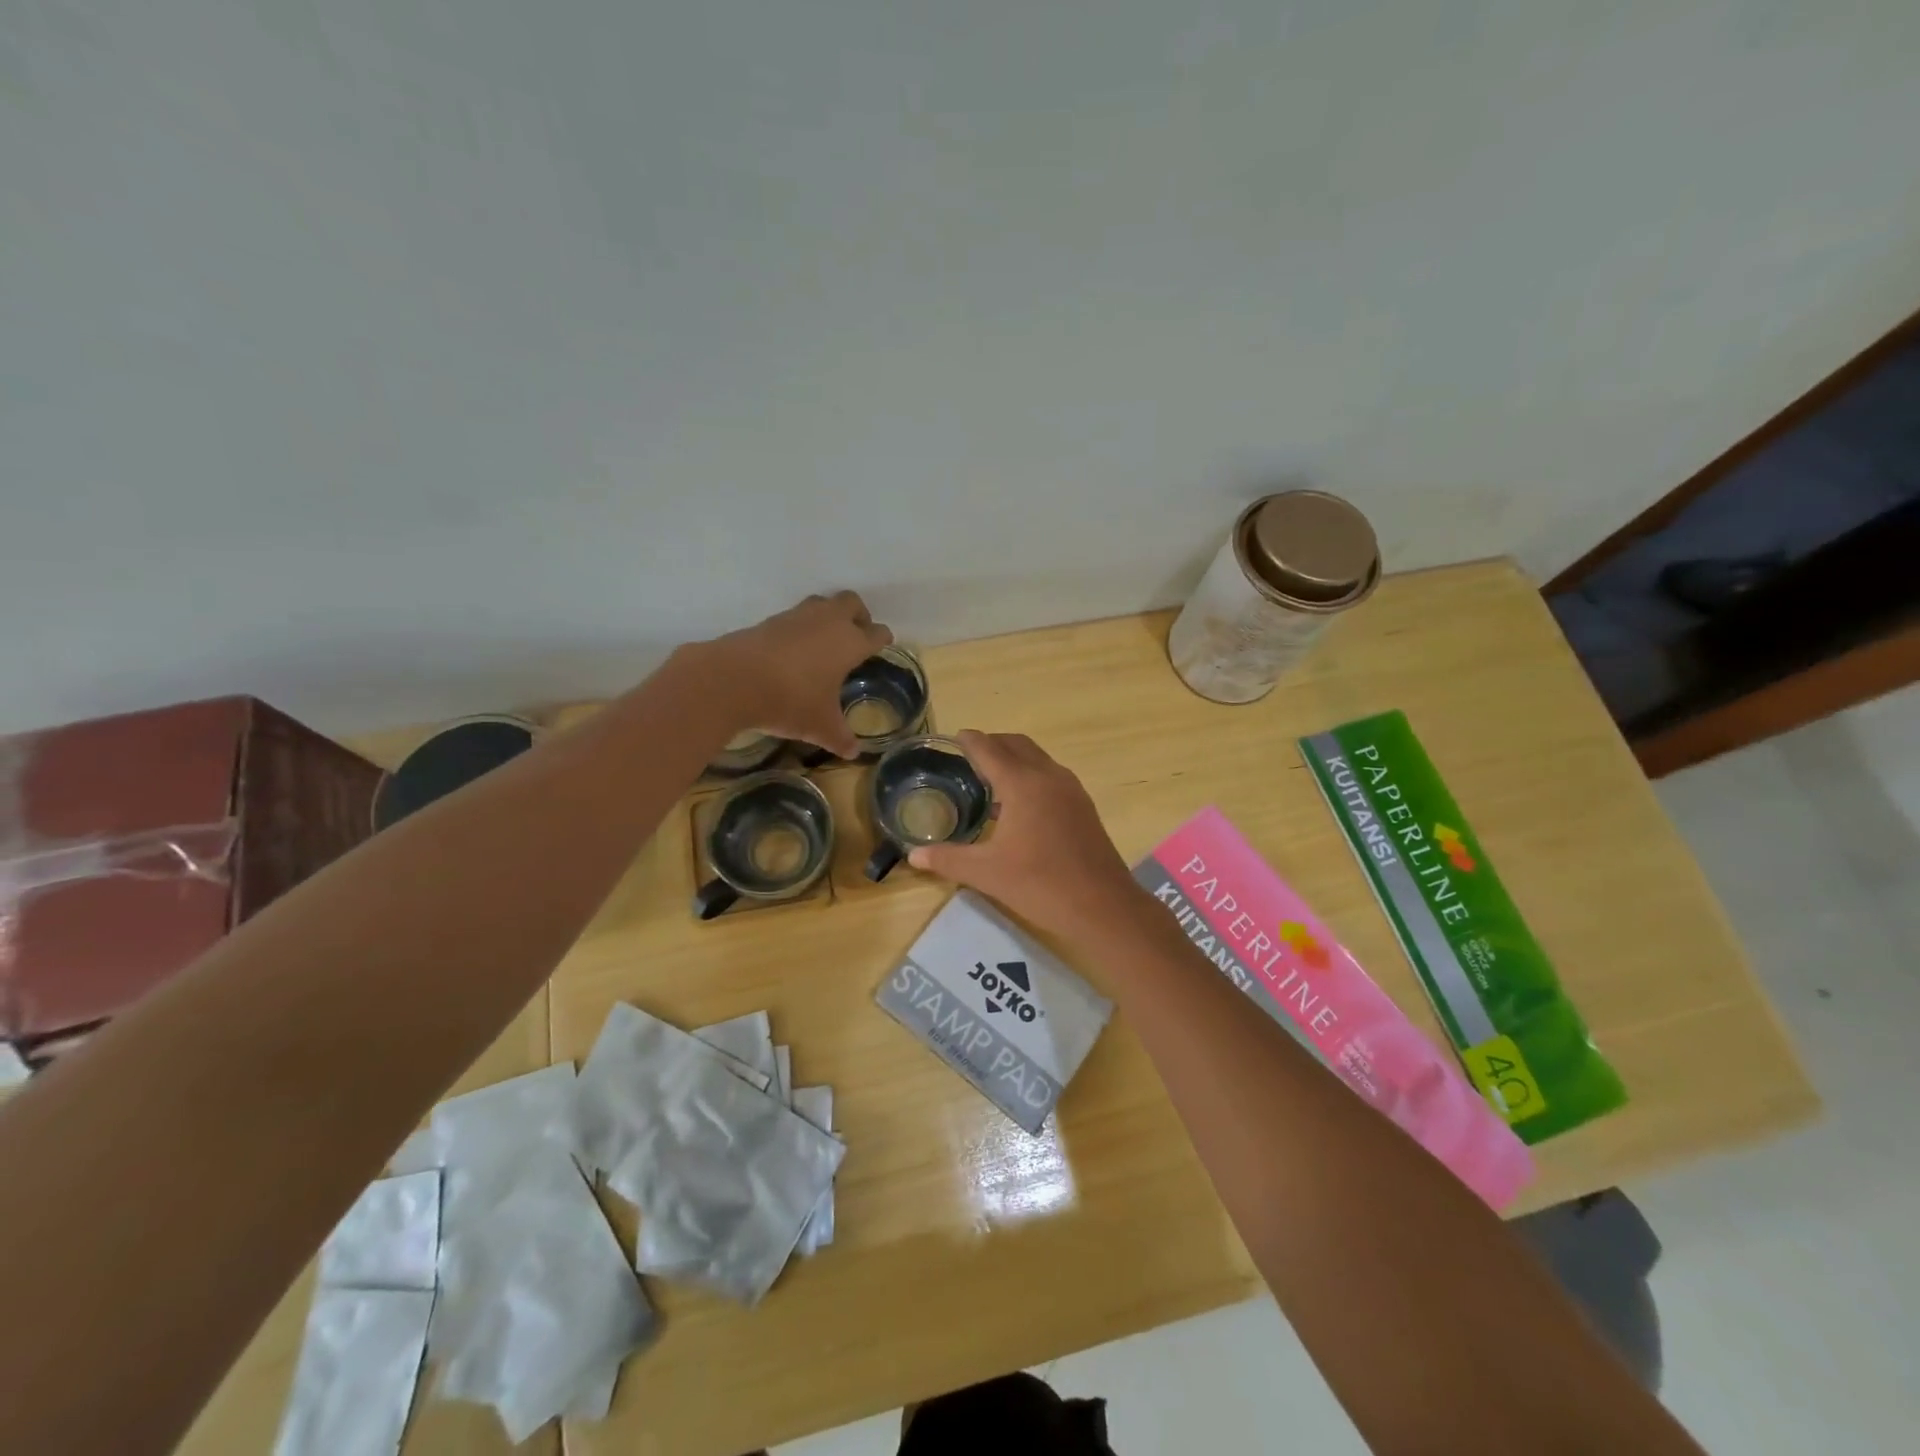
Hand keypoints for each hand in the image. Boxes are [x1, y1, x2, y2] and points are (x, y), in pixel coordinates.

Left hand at [703, 592, 891, 758]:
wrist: (733, 680)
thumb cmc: (790, 701)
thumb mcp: (820, 726)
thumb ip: (840, 738)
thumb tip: (853, 753)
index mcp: (850, 643)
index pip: (876, 633)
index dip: (882, 639)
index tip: (883, 644)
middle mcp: (828, 622)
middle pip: (852, 603)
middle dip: (859, 616)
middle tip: (856, 636)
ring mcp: (797, 617)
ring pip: (822, 603)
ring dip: (828, 616)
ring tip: (824, 642)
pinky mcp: (769, 621)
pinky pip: (794, 617)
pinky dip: (800, 628)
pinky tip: (794, 651)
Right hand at [907, 730, 1143, 939]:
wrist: (1103, 906)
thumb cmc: (1040, 884)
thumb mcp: (986, 873)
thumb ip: (947, 859)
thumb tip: (912, 856)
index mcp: (1022, 784)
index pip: (989, 749)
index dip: (969, 741)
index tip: (954, 737)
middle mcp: (1048, 776)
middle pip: (1016, 744)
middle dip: (992, 744)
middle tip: (968, 756)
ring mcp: (1070, 789)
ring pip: (1037, 758)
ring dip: (1013, 758)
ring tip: (990, 779)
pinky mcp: (1083, 806)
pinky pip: (1051, 775)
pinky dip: (1030, 775)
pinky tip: (1019, 805)